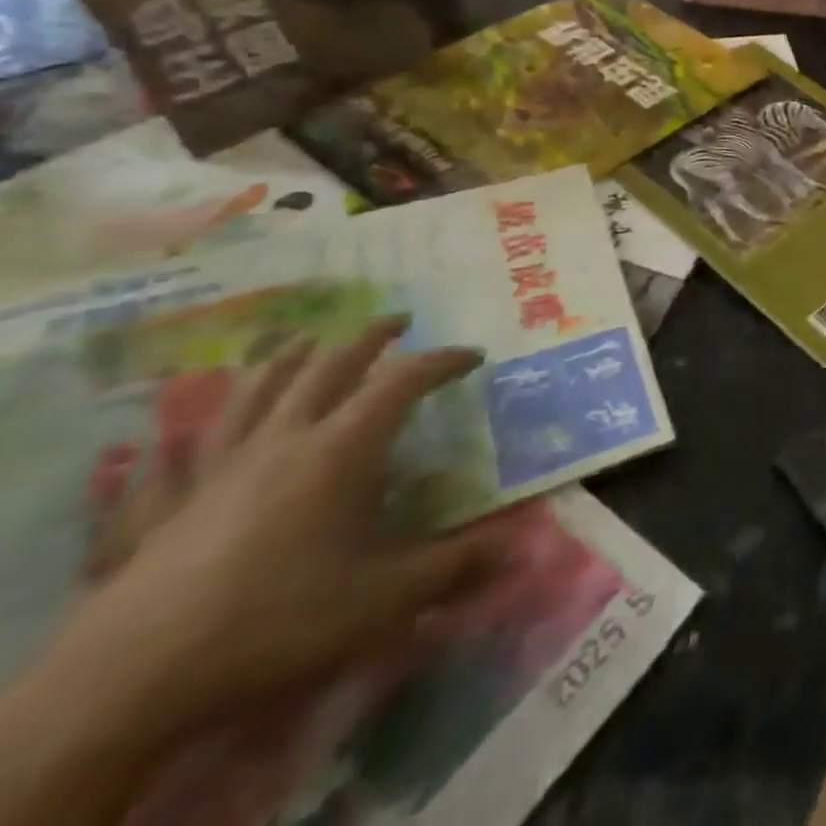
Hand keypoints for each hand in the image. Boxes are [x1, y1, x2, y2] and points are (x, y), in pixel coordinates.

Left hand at [64, 320, 502, 731]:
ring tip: (305, 338)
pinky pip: (186, 448)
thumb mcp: (386, 597)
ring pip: (255, 391)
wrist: (130, 681)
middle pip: (329, 367)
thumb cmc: (279, 619)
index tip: (473, 356)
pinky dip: (199, 425)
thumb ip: (455, 565)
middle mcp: (284, 441)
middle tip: (400, 320)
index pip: (403, 381)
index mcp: (342, 449)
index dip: (442, 361)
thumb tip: (520, 545)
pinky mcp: (170, 505)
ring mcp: (220, 468)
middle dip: (370, 338)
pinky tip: (192, 424)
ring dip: (288, 357)